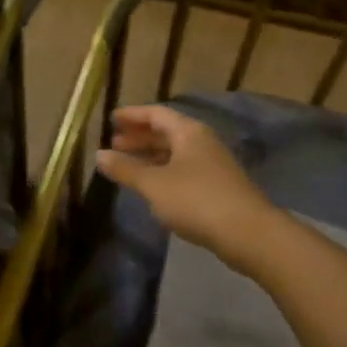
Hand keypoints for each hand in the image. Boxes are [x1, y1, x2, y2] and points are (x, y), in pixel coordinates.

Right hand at [95, 105, 280, 273]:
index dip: (133, 115)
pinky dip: (164, 172)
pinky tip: (152, 187)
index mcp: (188, 132)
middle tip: (115, 143)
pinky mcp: (217, 187)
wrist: (247, 233)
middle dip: (140, 137)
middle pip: (167, 132)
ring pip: (176, 153)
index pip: (156, 114)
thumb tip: (99, 155)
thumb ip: (126, 169)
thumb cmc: (196, 200)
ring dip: (151, 156)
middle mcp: (202, 142)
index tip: (112, 119)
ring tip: (128, 166)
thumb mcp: (153, 184)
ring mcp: (213, 165)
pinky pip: (183, 170)